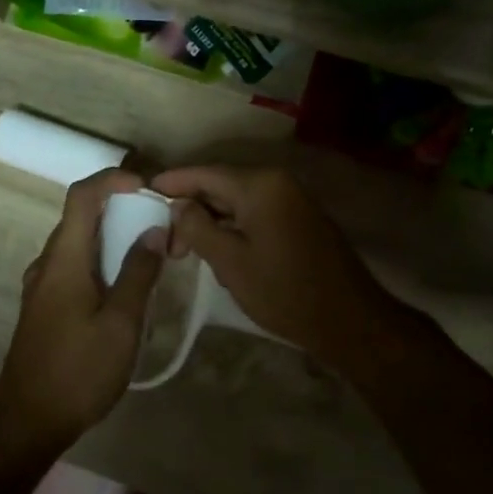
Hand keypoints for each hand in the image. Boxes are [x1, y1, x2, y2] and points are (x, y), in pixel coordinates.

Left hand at [0, 169, 164, 457]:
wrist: (27, 421)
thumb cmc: (78, 372)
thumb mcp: (120, 324)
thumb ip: (138, 274)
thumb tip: (153, 230)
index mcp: (64, 260)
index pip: (82, 196)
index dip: (113, 179)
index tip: (147, 186)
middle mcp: (47, 264)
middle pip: (81, 217)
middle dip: (120, 208)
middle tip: (160, 221)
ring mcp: (42, 287)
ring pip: (79, 244)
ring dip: (112, 237)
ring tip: (150, 252)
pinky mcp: (44, 308)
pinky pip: (74, 268)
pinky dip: (101, 262)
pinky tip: (125, 287)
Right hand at [151, 165, 397, 368]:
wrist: (347, 320)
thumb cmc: (283, 290)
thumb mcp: (230, 261)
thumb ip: (197, 227)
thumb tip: (178, 206)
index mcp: (260, 185)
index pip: (205, 173)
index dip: (173, 182)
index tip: (145, 192)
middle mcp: (277, 183)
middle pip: (222, 185)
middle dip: (191, 208)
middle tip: (165, 239)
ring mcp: (292, 200)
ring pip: (238, 202)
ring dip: (211, 221)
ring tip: (186, 250)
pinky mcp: (299, 220)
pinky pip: (256, 214)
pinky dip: (233, 228)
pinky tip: (219, 252)